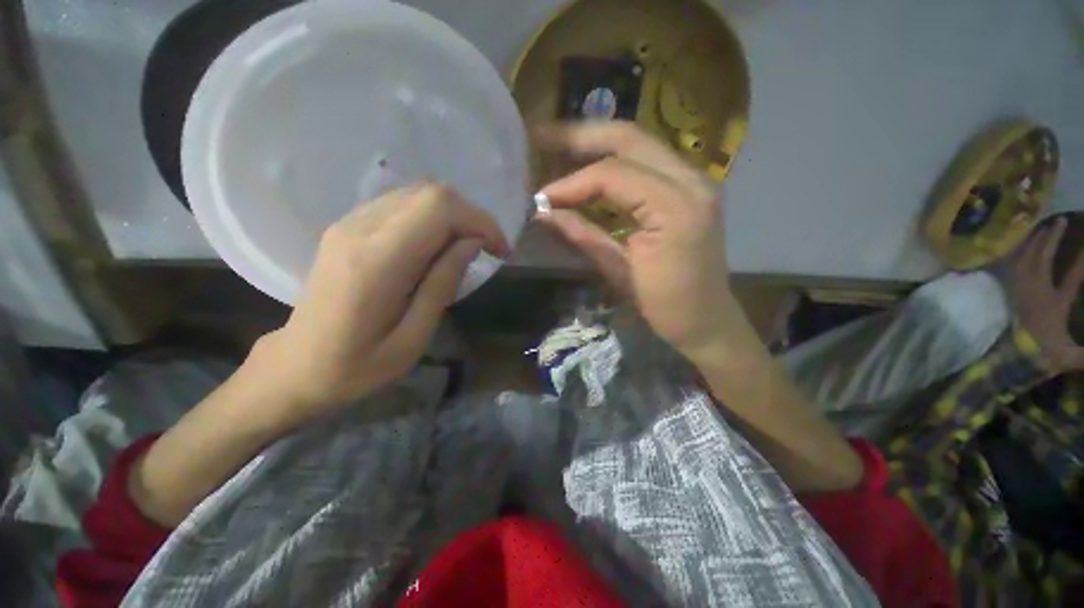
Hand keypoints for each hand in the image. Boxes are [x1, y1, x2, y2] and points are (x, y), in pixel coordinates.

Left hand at [252, 183, 508, 424]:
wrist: (296, 367)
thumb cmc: (357, 367)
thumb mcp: (413, 338)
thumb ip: (443, 283)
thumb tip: (472, 243)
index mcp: (377, 262)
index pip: (438, 208)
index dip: (480, 221)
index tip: (500, 250)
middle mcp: (359, 229)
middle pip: (430, 192)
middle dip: (472, 217)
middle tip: (488, 250)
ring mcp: (349, 223)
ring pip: (418, 193)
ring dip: (454, 216)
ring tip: (468, 249)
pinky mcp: (348, 227)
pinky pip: (402, 204)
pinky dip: (433, 218)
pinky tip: (439, 247)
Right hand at [536, 121, 740, 361]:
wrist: (707, 320)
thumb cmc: (665, 305)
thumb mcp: (619, 273)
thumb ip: (583, 235)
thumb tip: (544, 213)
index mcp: (675, 207)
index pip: (613, 175)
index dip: (571, 183)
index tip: (541, 197)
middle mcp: (691, 180)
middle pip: (630, 138)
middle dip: (581, 136)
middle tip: (543, 137)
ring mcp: (695, 180)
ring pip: (640, 142)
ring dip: (597, 143)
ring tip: (560, 145)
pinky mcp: (690, 188)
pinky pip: (647, 161)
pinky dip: (615, 160)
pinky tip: (590, 166)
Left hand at [1011, 216, 1083, 373]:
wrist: (1011, 360)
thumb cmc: (1043, 355)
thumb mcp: (1070, 356)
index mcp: (1054, 305)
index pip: (1073, 277)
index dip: (1082, 260)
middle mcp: (1036, 292)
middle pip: (1042, 260)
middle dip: (1052, 239)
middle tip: (1061, 220)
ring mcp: (1021, 291)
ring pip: (1026, 260)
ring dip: (1035, 241)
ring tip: (1045, 225)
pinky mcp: (1013, 292)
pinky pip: (1015, 267)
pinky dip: (1021, 252)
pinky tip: (1026, 243)